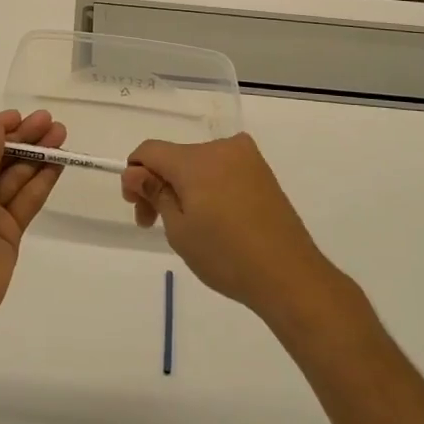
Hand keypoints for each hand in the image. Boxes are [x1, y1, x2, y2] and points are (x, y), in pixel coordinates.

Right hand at [122, 133, 330, 321]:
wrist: (290, 276)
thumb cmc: (226, 256)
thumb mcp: (179, 229)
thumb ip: (154, 193)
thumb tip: (134, 173)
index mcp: (195, 159)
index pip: (150, 150)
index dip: (135, 174)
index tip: (138, 207)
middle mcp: (221, 148)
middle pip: (174, 157)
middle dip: (159, 184)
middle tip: (154, 223)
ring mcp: (246, 158)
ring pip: (198, 164)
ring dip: (184, 187)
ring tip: (189, 227)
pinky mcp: (262, 172)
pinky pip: (222, 170)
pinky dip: (208, 187)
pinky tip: (214, 219)